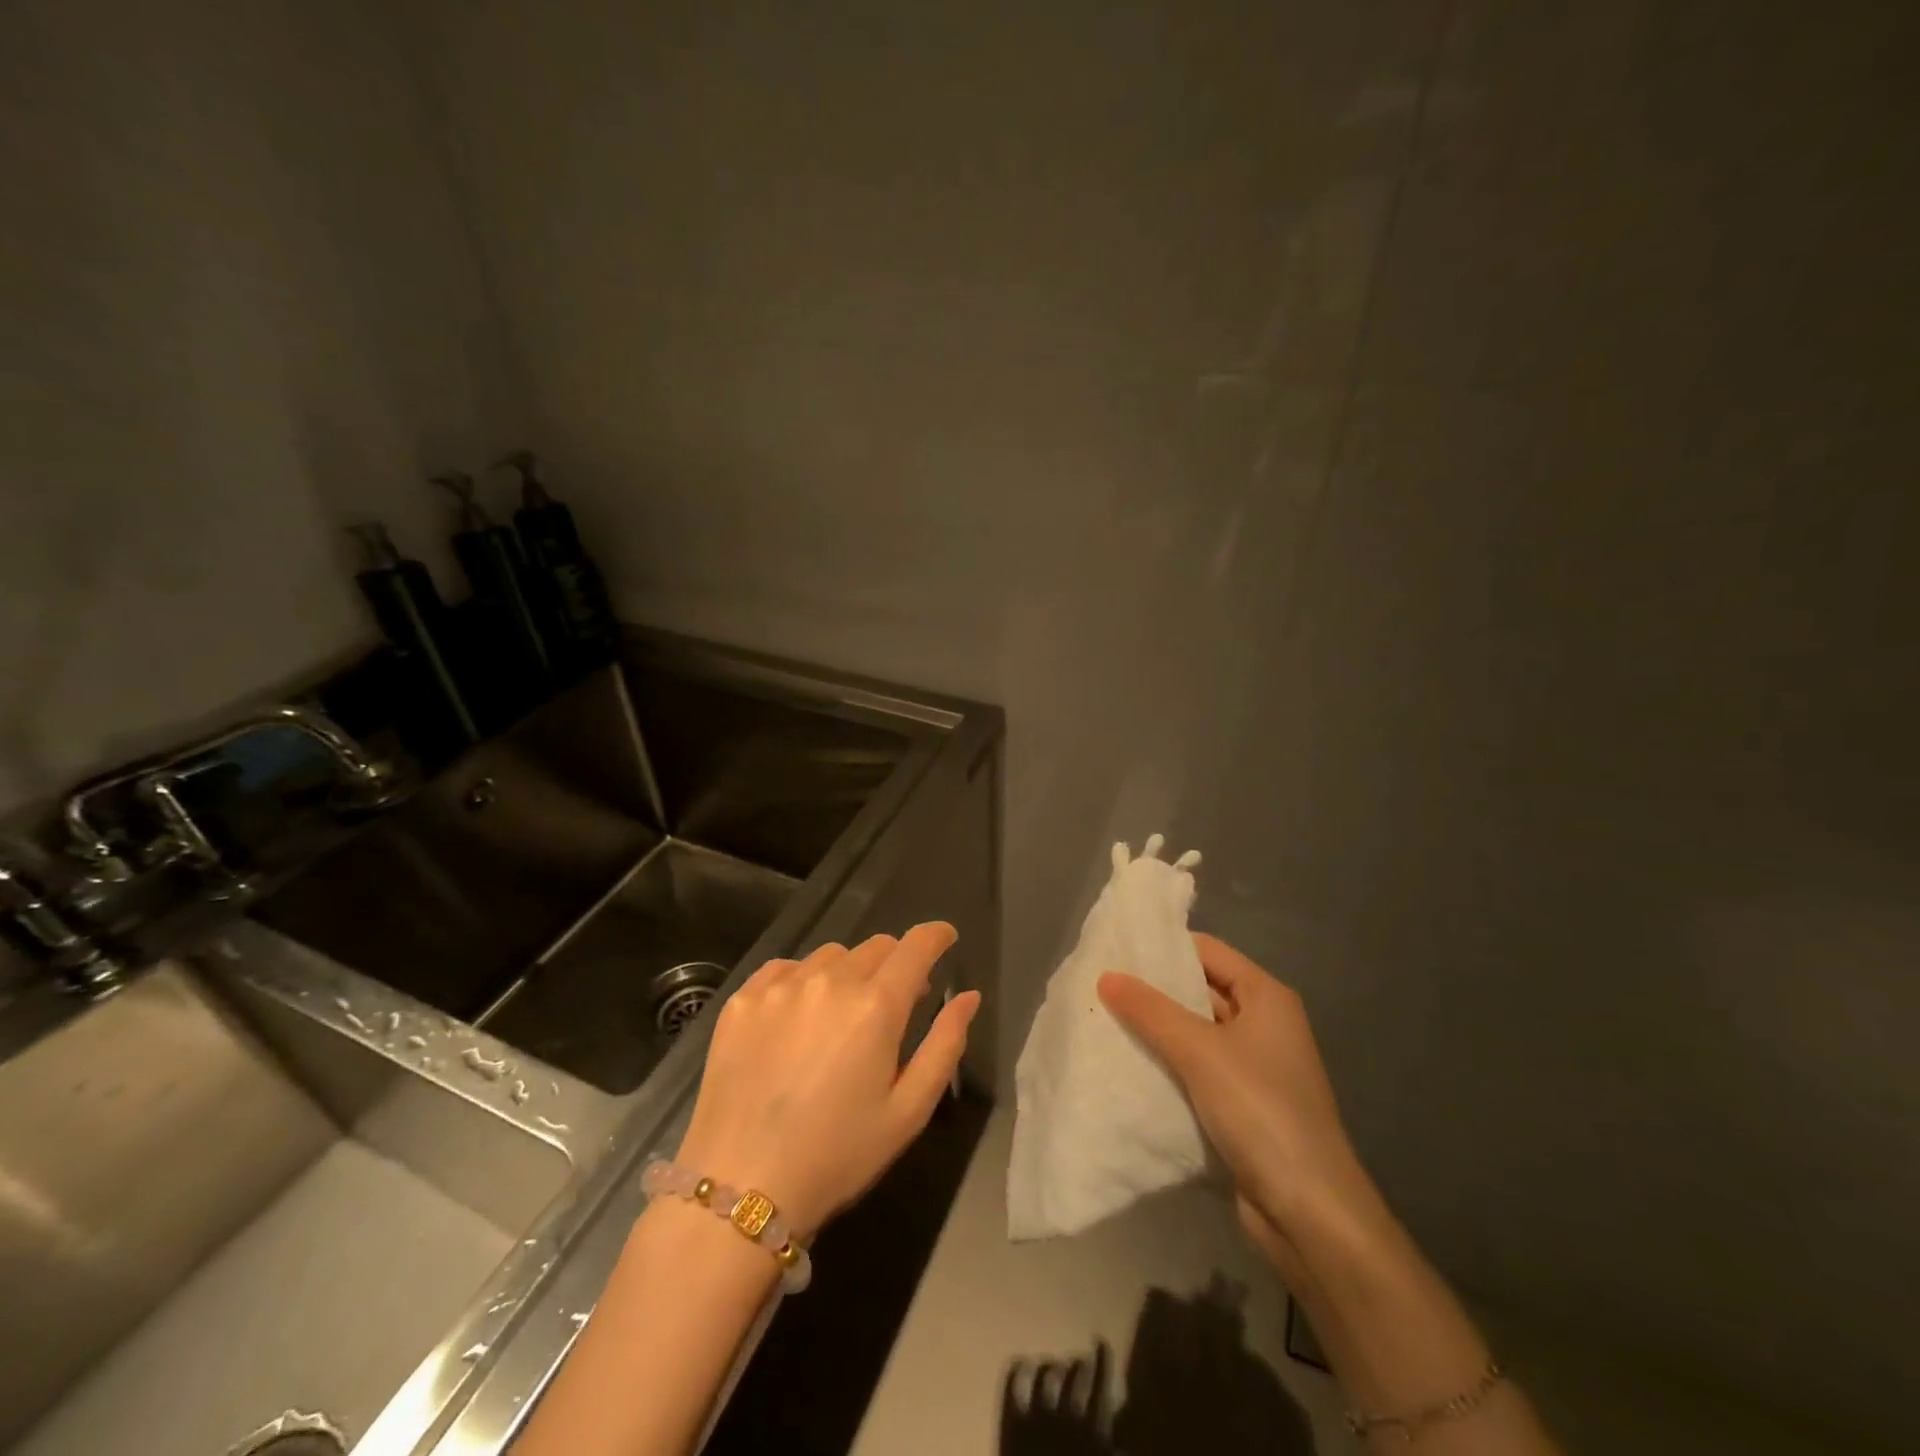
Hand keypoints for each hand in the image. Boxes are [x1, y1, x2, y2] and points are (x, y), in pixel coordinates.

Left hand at [676, 923, 979, 1237]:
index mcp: (877, 1005)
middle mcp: (830, 980)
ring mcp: (781, 985)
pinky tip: (798, 1018)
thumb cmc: (837, 1155)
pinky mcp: (743, 999)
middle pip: (875, 946)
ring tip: (840, 1015)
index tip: (945, 939)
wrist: (740, 1187)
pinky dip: (803, 980)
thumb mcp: (908, 1110)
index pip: (916, 946)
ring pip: (831, 955)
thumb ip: (945, 1044)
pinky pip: (785, 969)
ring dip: (849, 973)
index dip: (936, 936)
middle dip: (895, 964)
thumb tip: (968, 996)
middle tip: (893, 1002)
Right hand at [1098, 934, 1381, 1274]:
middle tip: (1101, 984)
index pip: (1208, 951)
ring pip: (1195, 1033)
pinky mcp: (1241, 1105)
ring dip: (1156, 1030)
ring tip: (1104, 1019)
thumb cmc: (1261, 1111)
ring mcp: (1253, 1067)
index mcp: (1266, 997)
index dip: (1165, 947)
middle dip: (1154, 990)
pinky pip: (1196, 1070)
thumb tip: (1106, 975)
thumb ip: (1151, 1011)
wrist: (1309, 1213)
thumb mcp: (1200, 1052)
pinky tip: (1127, 1065)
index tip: (1116, 949)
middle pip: (1201, 990)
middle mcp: (1263, 1024)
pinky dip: (1166, 1065)